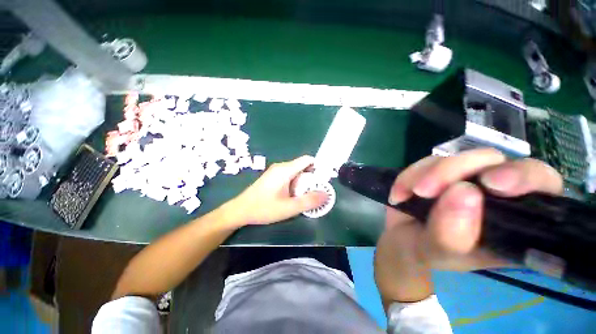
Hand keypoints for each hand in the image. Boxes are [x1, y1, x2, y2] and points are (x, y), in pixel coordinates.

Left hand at [226, 155, 327, 225]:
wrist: (240, 210)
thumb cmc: (263, 208)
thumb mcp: (289, 208)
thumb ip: (309, 201)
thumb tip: (326, 195)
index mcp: (285, 169)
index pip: (307, 160)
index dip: (318, 167)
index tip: (323, 180)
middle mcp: (281, 167)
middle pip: (302, 166)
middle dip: (311, 178)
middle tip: (315, 192)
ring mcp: (275, 171)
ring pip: (296, 172)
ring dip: (303, 182)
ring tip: (304, 196)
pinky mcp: (272, 177)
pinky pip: (289, 176)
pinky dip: (295, 183)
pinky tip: (292, 196)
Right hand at [384, 148, 563, 270]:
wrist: (400, 241)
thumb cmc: (425, 254)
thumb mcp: (438, 254)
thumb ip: (453, 235)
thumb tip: (463, 191)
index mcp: (514, 220)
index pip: (541, 185)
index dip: (524, 177)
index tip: (492, 184)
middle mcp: (494, 193)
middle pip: (493, 160)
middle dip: (456, 170)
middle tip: (425, 190)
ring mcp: (463, 177)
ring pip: (454, 156)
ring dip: (425, 174)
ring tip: (407, 195)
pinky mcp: (437, 171)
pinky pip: (425, 162)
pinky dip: (408, 176)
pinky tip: (399, 194)